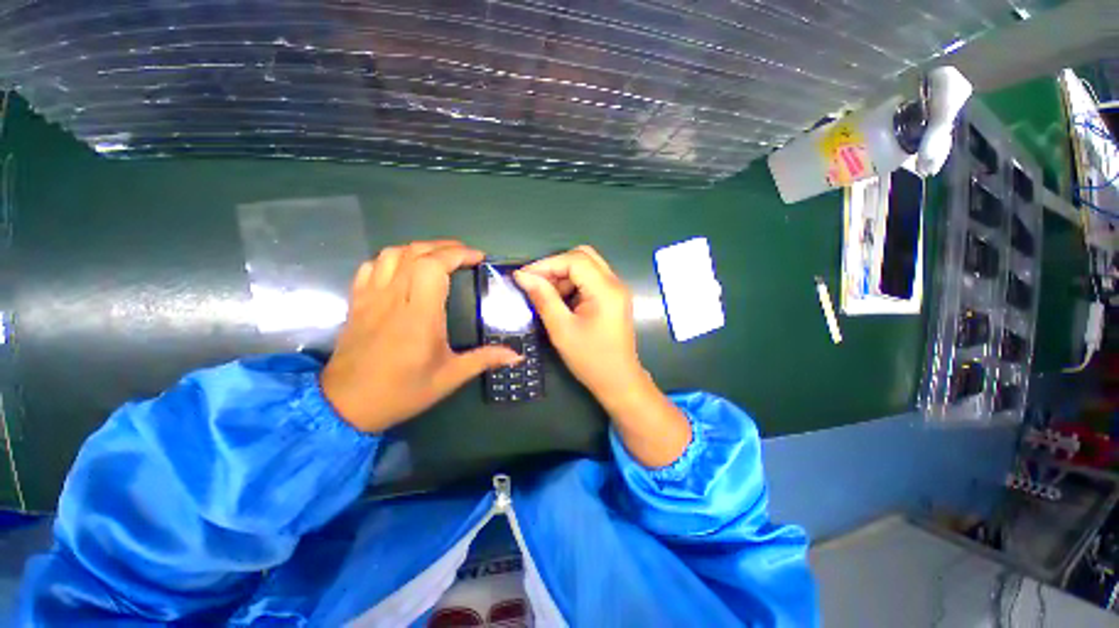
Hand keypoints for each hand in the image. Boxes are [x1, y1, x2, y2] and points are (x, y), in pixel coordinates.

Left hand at [322, 240, 521, 432]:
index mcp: (419, 315)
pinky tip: (404, 268)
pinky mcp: (357, 302)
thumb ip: (484, 360)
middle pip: (416, 253)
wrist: (346, 406)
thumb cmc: (402, 391)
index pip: (434, 266)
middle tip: (465, 255)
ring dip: (419, 249)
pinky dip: (392, 259)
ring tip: (438, 257)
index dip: (458, 254)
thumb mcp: (449, 378)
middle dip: (444, 247)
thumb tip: (517, 356)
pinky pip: (371, 266)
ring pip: (392, 254)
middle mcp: (393, 299)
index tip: (478, 258)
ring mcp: (371, 298)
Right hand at [515, 246, 690, 466]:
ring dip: (564, 276)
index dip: (546, 264)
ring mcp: (616, 290)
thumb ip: (543, 298)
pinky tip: (560, 301)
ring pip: (586, 267)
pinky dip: (573, 284)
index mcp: (606, 290)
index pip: (574, 260)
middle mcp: (615, 283)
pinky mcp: (613, 298)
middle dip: (556, 267)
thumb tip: (523, 276)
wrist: (619, 382)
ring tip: (546, 296)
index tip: (523, 277)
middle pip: (583, 257)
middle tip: (536, 284)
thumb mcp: (561, 329)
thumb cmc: (590, 359)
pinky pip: (590, 280)